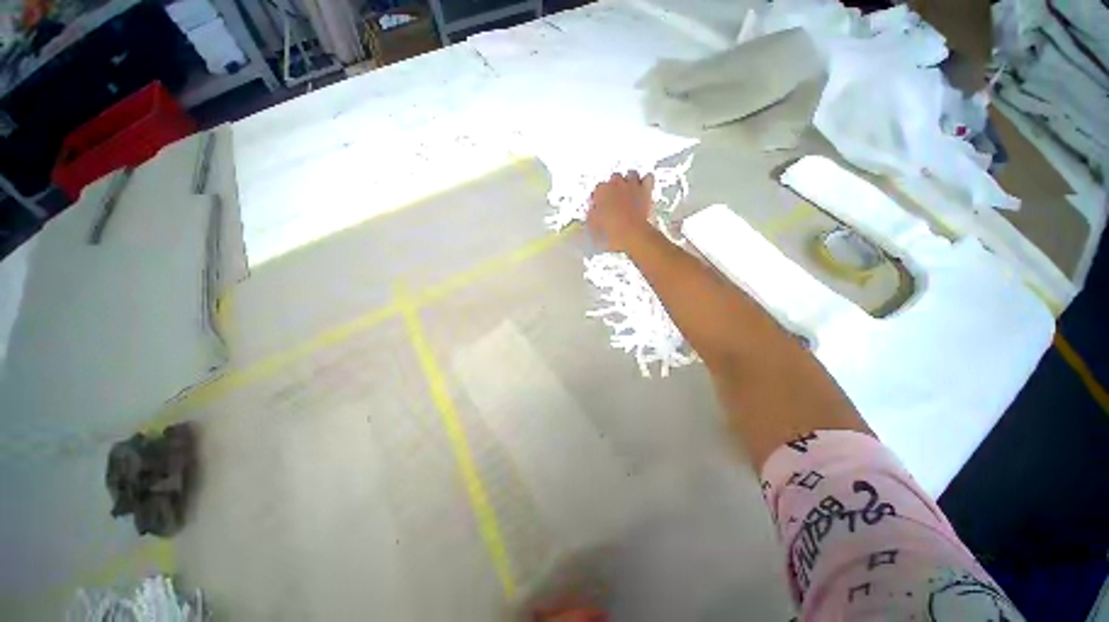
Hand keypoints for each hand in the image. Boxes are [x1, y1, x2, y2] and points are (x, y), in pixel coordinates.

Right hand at [587, 171, 654, 252]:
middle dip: (614, 187)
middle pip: (614, 178)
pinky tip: (644, 188)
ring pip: (631, 174)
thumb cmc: (611, 231)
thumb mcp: (594, 226)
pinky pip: (648, 178)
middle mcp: (616, 184)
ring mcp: (632, 185)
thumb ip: (592, 215)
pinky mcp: (646, 190)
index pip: (597, 189)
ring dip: (629, 181)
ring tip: (628, 191)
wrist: (632, 234)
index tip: (599, 206)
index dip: (598, 198)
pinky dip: (646, 182)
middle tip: (614, 199)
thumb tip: (592, 212)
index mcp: (601, 191)